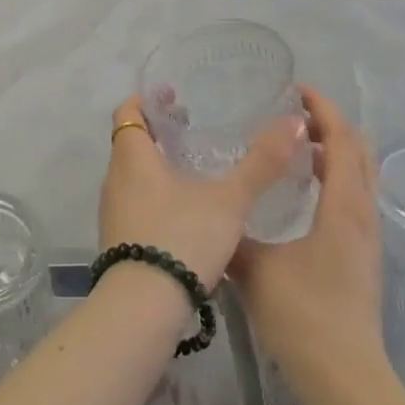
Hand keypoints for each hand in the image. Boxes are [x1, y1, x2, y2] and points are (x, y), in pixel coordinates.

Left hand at [99, 96, 303, 288]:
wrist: (143, 308)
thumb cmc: (182, 237)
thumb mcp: (229, 200)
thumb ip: (261, 163)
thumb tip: (293, 123)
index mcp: (133, 156)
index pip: (128, 112)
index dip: (146, 100)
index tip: (171, 97)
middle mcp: (114, 178)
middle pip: (130, 142)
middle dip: (158, 133)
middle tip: (191, 130)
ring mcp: (112, 212)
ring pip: (132, 175)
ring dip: (155, 166)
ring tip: (192, 170)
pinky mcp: (117, 240)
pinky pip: (133, 203)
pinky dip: (153, 195)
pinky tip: (183, 213)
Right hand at [230, 88, 385, 386]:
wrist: (346, 380)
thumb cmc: (302, 316)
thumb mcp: (254, 268)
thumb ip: (231, 232)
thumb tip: (208, 209)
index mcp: (343, 206)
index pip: (342, 139)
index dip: (323, 109)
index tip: (296, 89)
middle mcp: (363, 213)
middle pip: (359, 150)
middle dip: (331, 123)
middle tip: (294, 114)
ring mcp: (368, 236)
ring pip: (362, 174)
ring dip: (336, 149)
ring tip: (298, 145)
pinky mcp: (364, 254)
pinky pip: (357, 195)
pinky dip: (338, 175)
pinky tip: (308, 189)